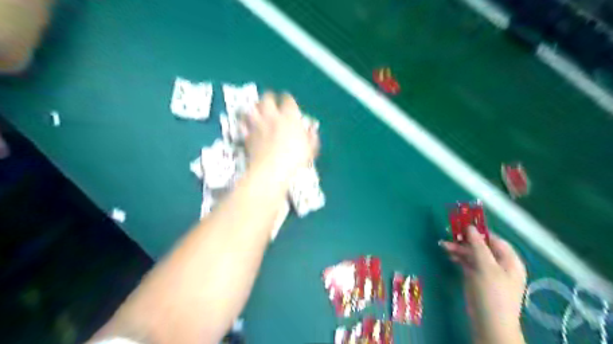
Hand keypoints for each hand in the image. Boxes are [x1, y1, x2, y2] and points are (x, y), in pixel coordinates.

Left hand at [243, 92, 318, 182]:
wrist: (271, 170)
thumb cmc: (294, 159)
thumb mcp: (310, 149)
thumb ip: (311, 137)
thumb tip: (312, 130)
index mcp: (289, 117)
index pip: (288, 101)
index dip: (288, 99)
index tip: (288, 100)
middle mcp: (272, 117)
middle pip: (267, 98)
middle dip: (269, 97)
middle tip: (271, 100)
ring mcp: (257, 125)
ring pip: (253, 108)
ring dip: (255, 107)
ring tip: (258, 110)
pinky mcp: (247, 135)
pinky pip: (244, 124)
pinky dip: (246, 123)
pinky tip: (248, 126)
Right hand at [440, 228, 527, 342]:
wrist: (489, 324)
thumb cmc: (491, 293)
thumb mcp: (486, 267)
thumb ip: (478, 246)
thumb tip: (470, 227)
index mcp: (509, 260)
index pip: (493, 239)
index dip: (478, 231)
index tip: (461, 224)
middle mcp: (499, 264)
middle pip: (481, 246)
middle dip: (464, 240)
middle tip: (447, 233)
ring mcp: (488, 272)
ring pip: (472, 254)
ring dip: (458, 248)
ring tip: (443, 245)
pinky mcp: (477, 278)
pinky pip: (468, 263)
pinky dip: (459, 257)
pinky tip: (449, 254)